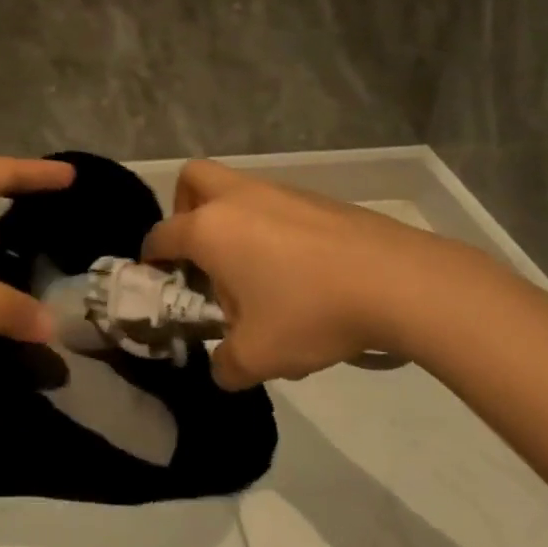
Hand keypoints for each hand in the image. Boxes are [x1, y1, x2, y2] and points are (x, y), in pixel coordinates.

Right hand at [140, 160, 502, 389]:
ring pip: (237, 189)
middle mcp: (237, 199)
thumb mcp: (258, 357)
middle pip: (193, 179)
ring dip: (231, 220)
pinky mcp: (316, 198)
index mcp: (209, 230)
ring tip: (254, 271)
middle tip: (200, 251)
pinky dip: (269, 225)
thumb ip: (226, 365)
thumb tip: (222, 367)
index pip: (162, 234)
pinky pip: (274, 203)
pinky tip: (297, 270)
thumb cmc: (310, 313)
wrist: (396, 281)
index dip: (151, 256)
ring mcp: (279, 192)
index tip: (156, 276)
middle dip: (184, 208)